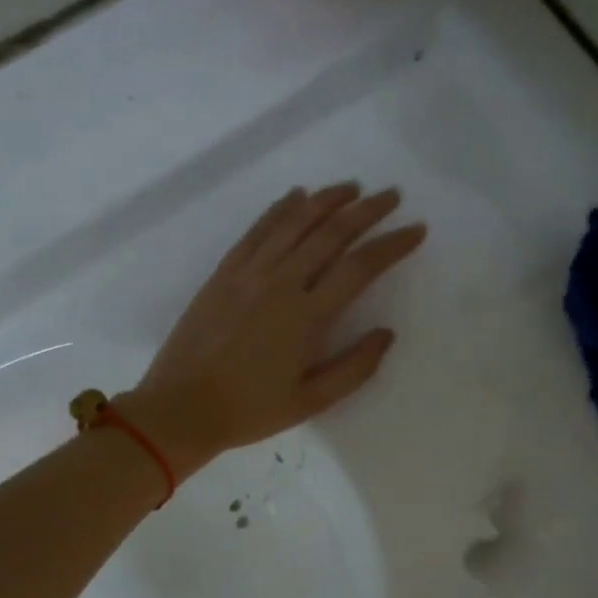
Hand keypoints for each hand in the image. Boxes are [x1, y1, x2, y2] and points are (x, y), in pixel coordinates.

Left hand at [118, 183, 426, 479]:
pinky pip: (257, 231)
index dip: (392, 245)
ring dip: (327, 200)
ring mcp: (249, 273)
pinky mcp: (224, 273)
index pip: (360, 267)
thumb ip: (354, 367)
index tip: (416, 230)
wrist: (181, 408)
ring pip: (294, 223)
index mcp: (307, 316)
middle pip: (331, 233)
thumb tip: (386, 334)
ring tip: (352, 187)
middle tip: (391, 195)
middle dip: (366, 211)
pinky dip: (280, 209)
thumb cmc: (251, 410)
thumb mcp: (312, 401)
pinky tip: (297, 195)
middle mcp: (280, 283)